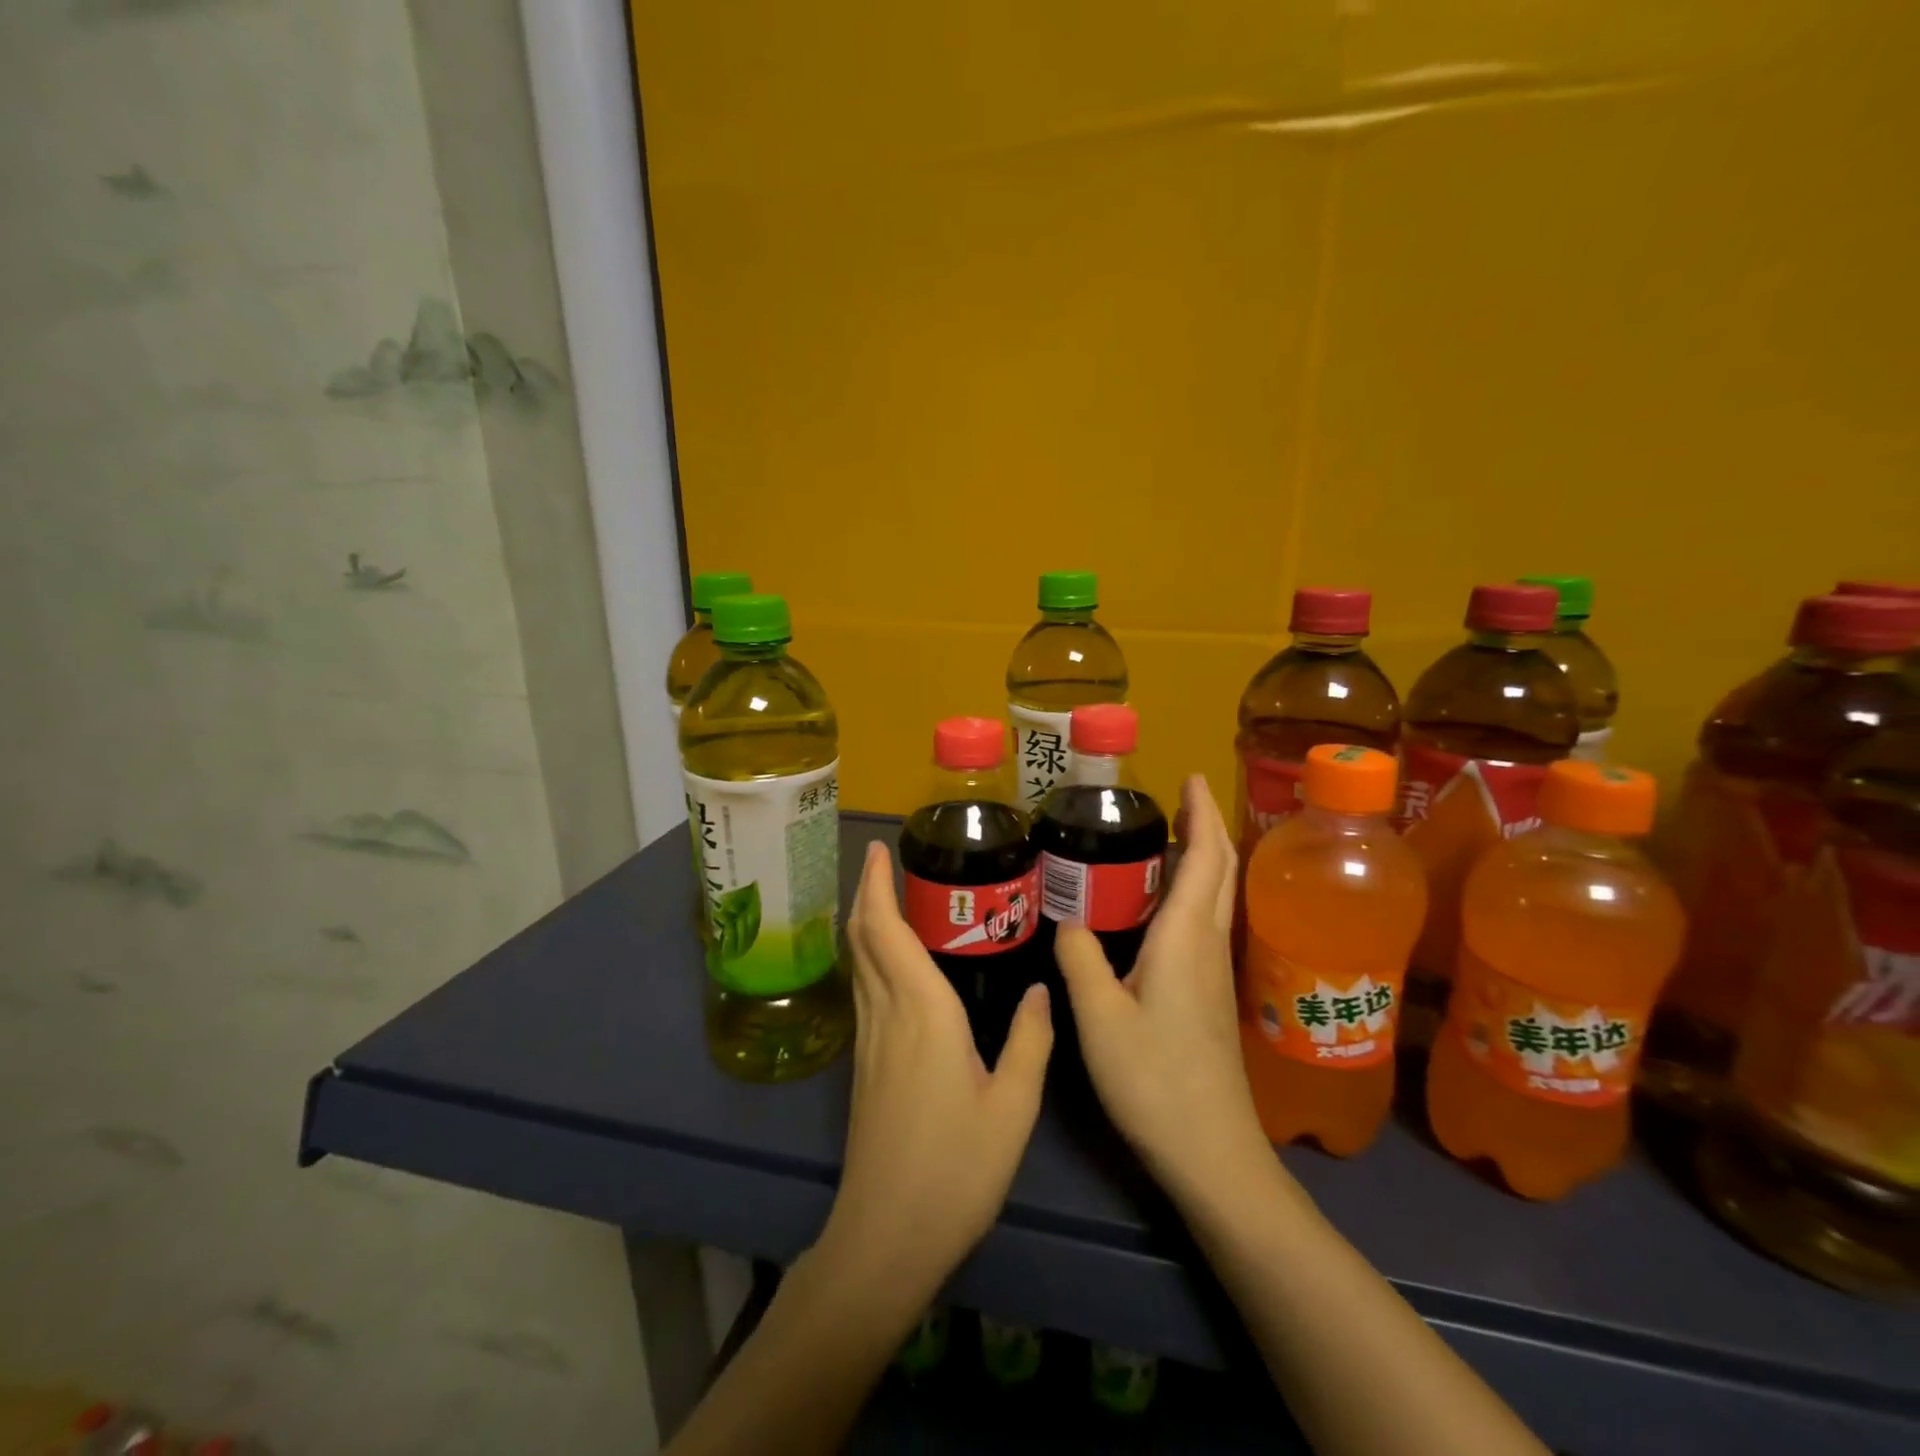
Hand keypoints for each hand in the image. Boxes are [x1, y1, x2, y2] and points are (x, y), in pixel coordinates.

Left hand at [818, 840, 1053, 1306]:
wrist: (886, 1236)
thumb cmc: (955, 1169)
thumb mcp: (1012, 1106)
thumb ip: (1030, 1040)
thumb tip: (1042, 988)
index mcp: (921, 1011)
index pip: (887, 930)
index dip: (876, 886)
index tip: (878, 849)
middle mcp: (886, 1014)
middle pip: (863, 938)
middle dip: (866, 892)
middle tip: (883, 860)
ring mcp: (868, 1040)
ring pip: (858, 963)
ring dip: (865, 922)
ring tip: (887, 898)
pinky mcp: (863, 1065)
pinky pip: (863, 989)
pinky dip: (869, 957)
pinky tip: (891, 964)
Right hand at [1054, 775, 1270, 1198]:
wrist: (1212, 1152)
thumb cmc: (1155, 1080)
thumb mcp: (1099, 1017)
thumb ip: (1080, 959)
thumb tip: (1068, 919)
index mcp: (1185, 937)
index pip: (1205, 857)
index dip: (1200, 812)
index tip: (1189, 776)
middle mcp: (1208, 943)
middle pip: (1219, 869)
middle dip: (1204, 825)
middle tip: (1174, 798)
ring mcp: (1214, 970)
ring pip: (1215, 895)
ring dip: (1200, 857)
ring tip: (1162, 838)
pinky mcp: (1210, 993)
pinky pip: (1204, 922)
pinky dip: (1190, 891)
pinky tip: (1156, 905)